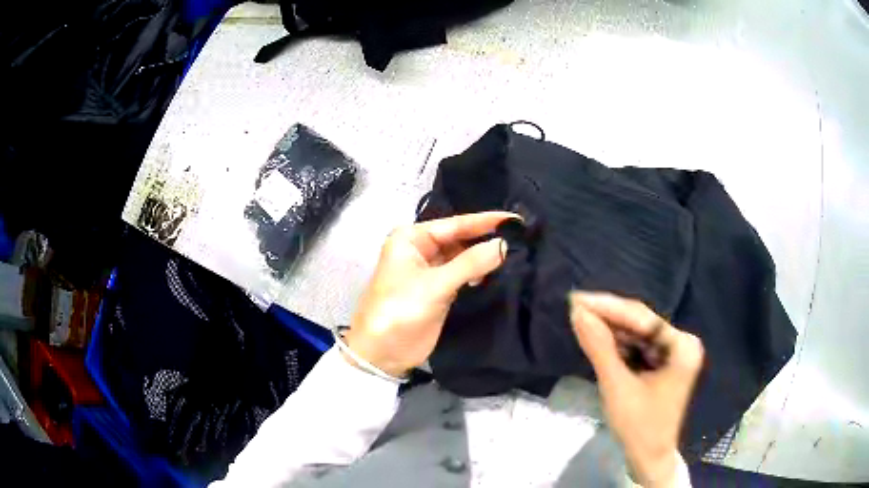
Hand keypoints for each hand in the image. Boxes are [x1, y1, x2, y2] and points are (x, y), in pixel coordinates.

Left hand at [344, 212, 514, 377]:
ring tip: (517, 251)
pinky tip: (497, 272)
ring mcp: (430, 270)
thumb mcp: (434, 285)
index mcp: (412, 238)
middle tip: (523, 235)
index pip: (456, 224)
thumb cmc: (399, 311)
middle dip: (487, 237)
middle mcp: (421, 249)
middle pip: (461, 238)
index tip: (517, 218)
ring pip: (463, 256)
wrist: (381, 354)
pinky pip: (463, 274)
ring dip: (485, 255)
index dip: (487, 221)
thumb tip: (504, 244)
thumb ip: (470, 264)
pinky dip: (479, 272)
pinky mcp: (439, 289)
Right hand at [569, 292, 703, 487]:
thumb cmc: (638, 426)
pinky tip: (597, 335)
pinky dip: (617, 343)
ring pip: (637, 333)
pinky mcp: (662, 363)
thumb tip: (577, 313)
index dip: (608, 307)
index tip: (577, 298)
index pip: (642, 318)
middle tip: (574, 304)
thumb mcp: (617, 387)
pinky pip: (637, 346)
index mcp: (681, 346)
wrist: (649, 458)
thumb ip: (599, 347)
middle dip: (607, 315)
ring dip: (610, 328)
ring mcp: (673, 352)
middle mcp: (681, 343)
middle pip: (641, 322)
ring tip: (580, 316)